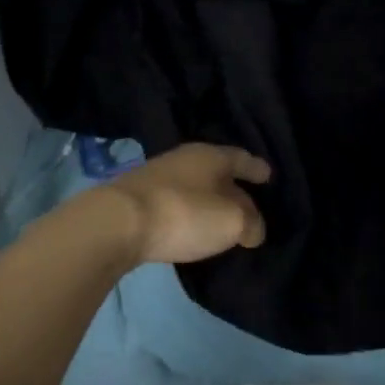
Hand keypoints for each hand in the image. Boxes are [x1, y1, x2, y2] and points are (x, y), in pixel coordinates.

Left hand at [97, 143, 271, 264]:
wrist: (117, 223)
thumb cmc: (185, 214)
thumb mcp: (232, 222)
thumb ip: (251, 224)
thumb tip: (253, 229)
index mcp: (211, 155)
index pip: (242, 158)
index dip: (257, 168)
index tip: (268, 175)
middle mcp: (184, 158)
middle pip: (217, 170)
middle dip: (233, 184)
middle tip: (249, 201)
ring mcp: (157, 176)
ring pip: (194, 185)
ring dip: (208, 199)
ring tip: (221, 216)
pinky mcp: (137, 198)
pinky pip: (176, 201)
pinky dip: (188, 210)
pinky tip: (191, 224)